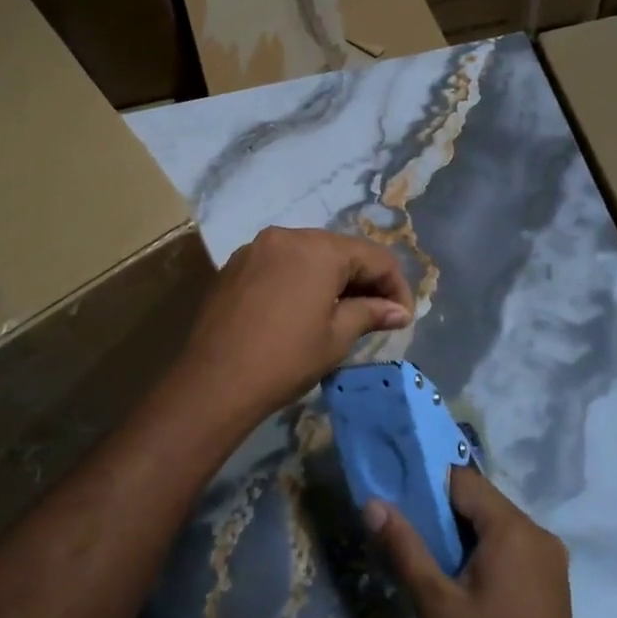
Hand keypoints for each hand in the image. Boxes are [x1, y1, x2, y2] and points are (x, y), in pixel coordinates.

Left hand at [164, 227, 413, 433]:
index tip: (402, 318)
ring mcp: (257, 248)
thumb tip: (398, 310)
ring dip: (332, 278)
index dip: (395, 286)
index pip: (375, 257)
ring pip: (309, 254)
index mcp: (319, 248)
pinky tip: (302, 309)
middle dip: (364, 279)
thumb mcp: (337, 337)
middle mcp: (288, 236)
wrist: (214, 381)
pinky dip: (300, 279)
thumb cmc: (285, 359)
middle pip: (341, 250)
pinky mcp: (235, 264)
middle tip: (377, 315)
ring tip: (342, 313)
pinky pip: (281, 263)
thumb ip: (371, 313)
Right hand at [368, 468, 582, 617]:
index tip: (401, 501)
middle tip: (411, 532)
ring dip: (464, 529)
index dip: (428, 485)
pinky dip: (485, 546)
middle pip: (480, 499)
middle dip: (444, 510)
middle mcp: (536, 530)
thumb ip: (404, 547)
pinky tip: (464, 574)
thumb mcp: (436, 604)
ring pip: (495, 520)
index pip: (463, 480)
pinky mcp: (552, 573)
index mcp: (512, 528)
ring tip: (433, 555)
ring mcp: (549, 552)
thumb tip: (374, 503)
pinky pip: (511, 541)